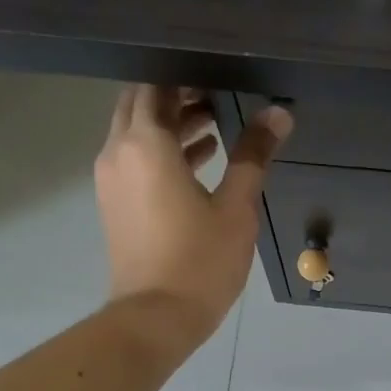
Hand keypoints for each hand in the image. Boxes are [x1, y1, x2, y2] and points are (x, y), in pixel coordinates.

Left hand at [95, 85, 291, 356]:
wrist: (155, 317)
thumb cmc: (200, 261)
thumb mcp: (236, 207)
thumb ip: (253, 155)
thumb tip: (279, 114)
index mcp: (146, 144)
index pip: (156, 86)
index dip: (184, 75)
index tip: (217, 72)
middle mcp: (119, 152)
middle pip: (141, 105)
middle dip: (176, 95)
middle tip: (219, 94)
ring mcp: (111, 179)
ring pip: (136, 132)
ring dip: (171, 123)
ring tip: (216, 123)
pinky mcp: (115, 203)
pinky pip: (135, 159)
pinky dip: (162, 151)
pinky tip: (201, 158)